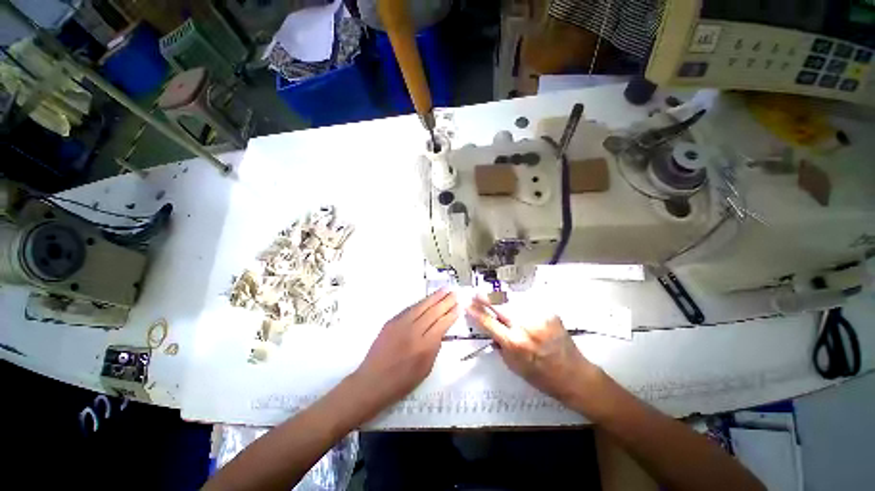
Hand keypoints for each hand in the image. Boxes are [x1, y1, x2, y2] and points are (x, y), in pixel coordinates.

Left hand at [353, 289, 458, 408]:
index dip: (451, 314)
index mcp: (424, 347)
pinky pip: (409, 309)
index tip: (459, 306)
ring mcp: (400, 324)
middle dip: (446, 301)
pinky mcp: (391, 322)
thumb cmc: (401, 382)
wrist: (372, 382)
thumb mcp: (425, 369)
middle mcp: (413, 332)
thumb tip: (440, 331)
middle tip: (455, 293)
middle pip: (433, 312)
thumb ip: (434, 348)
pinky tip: (427, 299)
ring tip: (444, 290)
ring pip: (421, 306)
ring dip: (434, 297)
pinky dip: (421, 303)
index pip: (441, 324)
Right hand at [466, 296, 597, 405]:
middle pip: (499, 304)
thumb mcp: (514, 366)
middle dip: (485, 297)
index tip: (467, 304)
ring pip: (513, 299)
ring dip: (501, 298)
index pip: (488, 322)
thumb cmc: (541, 376)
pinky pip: (528, 302)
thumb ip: (499, 344)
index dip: (475, 312)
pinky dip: (519, 301)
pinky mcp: (549, 312)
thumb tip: (488, 326)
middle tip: (476, 293)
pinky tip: (516, 304)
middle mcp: (525, 326)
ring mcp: (539, 316)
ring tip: (494, 297)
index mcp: (514, 343)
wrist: (574, 375)